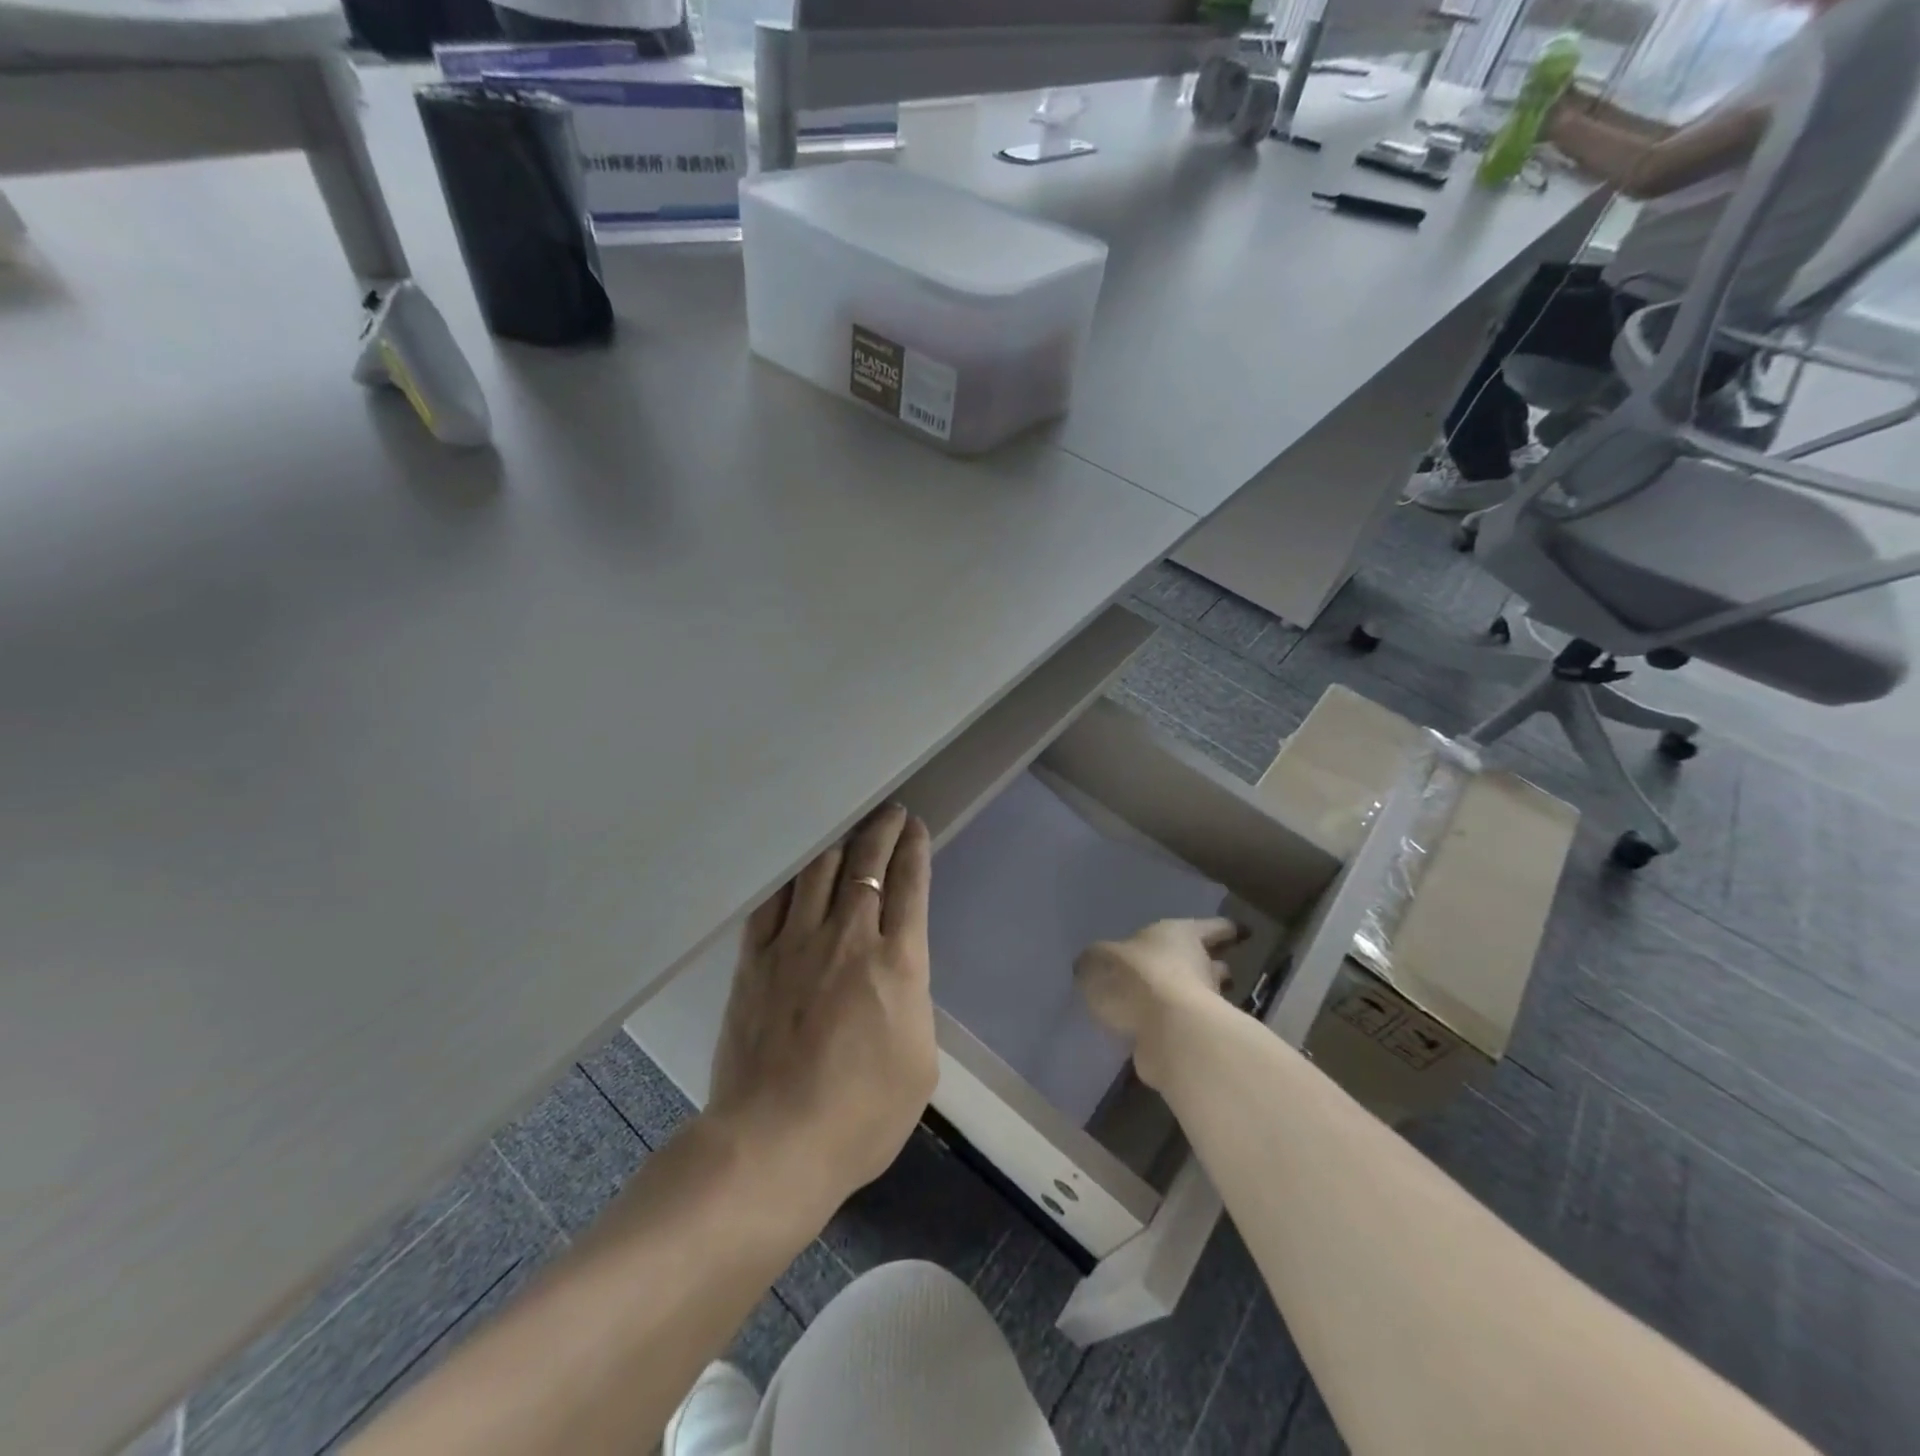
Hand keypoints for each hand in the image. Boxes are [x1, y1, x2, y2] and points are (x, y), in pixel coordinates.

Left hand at [708, 804, 936, 1224]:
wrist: (774, 1143)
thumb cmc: (861, 1115)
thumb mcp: (920, 1063)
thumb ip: (913, 1004)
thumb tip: (898, 976)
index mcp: (897, 962)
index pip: (909, 885)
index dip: (914, 849)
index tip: (916, 827)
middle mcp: (849, 936)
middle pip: (866, 864)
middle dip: (882, 830)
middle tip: (890, 812)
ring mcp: (796, 943)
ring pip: (819, 870)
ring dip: (839, 843)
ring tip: (849, 830)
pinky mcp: (756, 959)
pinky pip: (773, 901)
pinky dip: (790, 877)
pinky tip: (797, 868)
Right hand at [1076, 918, 1240, 1090]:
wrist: (1165, 1032)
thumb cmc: (1136, 977)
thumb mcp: (1098, 960)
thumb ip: (1096, 961)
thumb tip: (1090, 965)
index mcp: (1182, 935)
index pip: (1212, 927)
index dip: (1221, 929)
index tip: (1235, 932)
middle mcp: (1200, 966)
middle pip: (1212, 963)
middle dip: (1207, 966)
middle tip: (1197, 967)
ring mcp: (1203, 1005)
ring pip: (1202, 995)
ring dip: (1192, 997)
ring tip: (1166, 1001)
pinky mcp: (1194, 1039)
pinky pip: (1183, 1026)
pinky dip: (1174, 1026)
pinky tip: (1152, 1029)